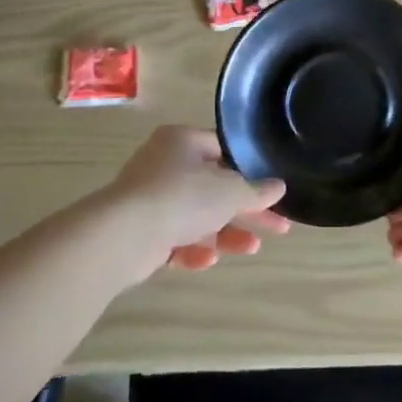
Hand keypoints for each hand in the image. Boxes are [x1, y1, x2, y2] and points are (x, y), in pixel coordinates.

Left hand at [98, 126, 288, 284]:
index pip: (224, 150)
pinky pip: (175, 238)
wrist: (123, 235)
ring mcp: (150, 198)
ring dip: (225, 233)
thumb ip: (257, 191)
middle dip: (246, 211)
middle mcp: (164, 165)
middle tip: (278, 228)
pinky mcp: (140, 231)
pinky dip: (193, 248)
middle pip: (215, 187)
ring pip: (197, 216)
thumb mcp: (231, 191)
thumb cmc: (182, 198)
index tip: (272, 190)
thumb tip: (278, 187)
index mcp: (183, 141)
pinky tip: (207, 260)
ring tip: (250, 249)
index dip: (251, 171)